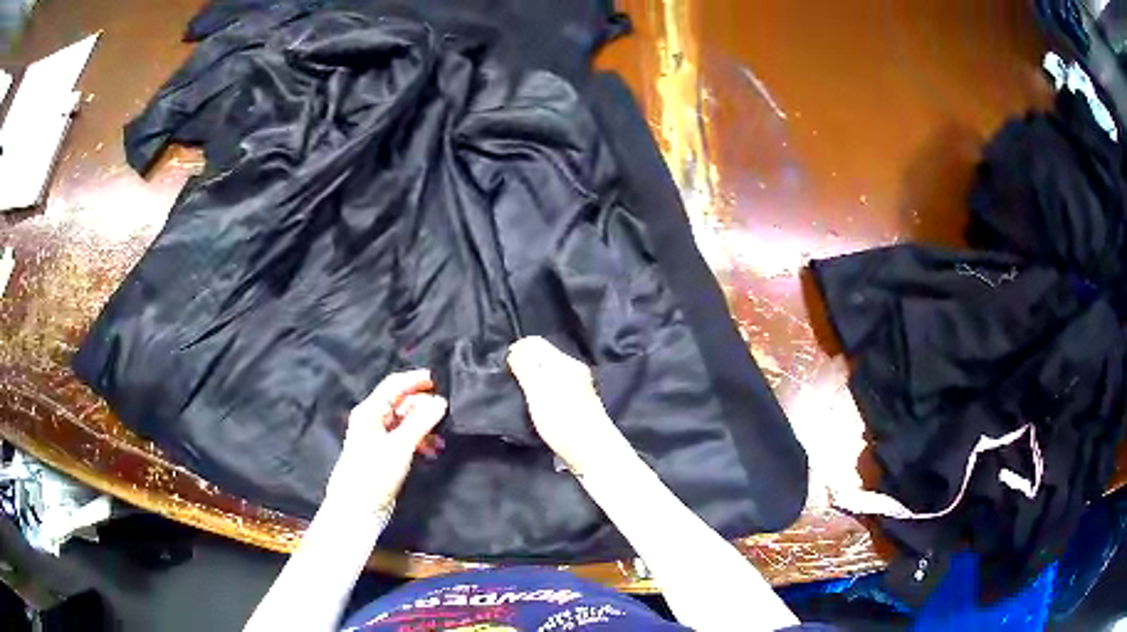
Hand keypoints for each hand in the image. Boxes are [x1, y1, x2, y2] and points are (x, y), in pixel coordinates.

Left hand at [328, 369, 447, 505]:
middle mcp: (372, 419)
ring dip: (423, 425)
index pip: (394, 385)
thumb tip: (440, 402)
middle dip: (423, 406)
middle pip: (400, 402)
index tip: (440, 380)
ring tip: (441, 437)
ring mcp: (377, 437)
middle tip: (445, 414)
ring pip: (404, 421)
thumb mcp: (400, 446)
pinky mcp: (383, 453)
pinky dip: (418, 440)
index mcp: (370, 411)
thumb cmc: (374, 473)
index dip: (416, 379)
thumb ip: (421, 422)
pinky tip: (431, 451)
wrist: (357, 507)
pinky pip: (404, 437)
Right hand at [507, 336, 625, 472]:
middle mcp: (574, 369)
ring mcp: (578, 386)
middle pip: (542, 357)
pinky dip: (542, 391)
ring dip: (532, 380)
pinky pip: (554, 386)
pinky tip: (537, 406)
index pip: (536, 342)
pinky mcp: (577, 402)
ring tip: (521, 395)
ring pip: (547, 373)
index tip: (507, 370)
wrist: (592, 452)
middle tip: (511, 383)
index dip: (517, 351)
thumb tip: (516, 348)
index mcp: (565, 362)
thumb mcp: (538, 391)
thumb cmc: (563, 421)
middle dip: (524, 365)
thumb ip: (526, 367)